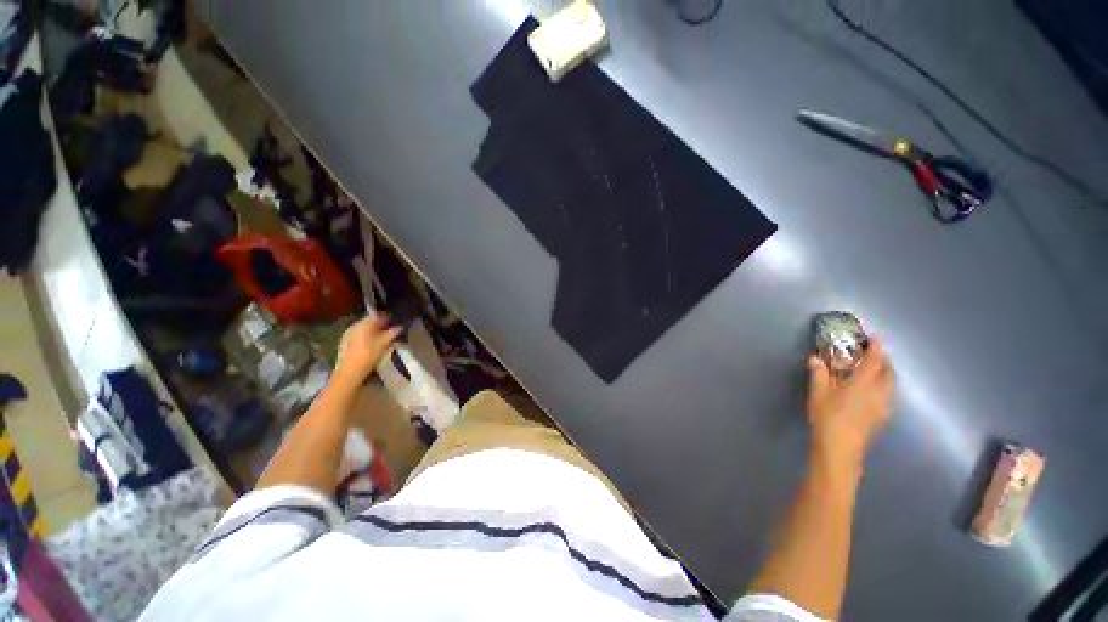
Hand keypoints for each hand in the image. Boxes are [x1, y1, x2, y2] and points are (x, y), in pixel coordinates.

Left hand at [335, 315, 402, 384]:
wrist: (350, 371)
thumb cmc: (368, 355)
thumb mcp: (384, 343)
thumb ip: (392, 333)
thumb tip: (400, 327)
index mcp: (363, 324)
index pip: (377, 315)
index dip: (387, 317)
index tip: (395, 320)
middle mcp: (354, 326)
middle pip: (369, 321)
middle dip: (380, 324)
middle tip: (390, 329)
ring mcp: (348, 334)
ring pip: (364, 328)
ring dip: (373, 330)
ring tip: (383, 336)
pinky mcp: (345, 342)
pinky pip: (359, 334)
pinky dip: (366, 336)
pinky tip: (372, 343)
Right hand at [806, 337, 893, 469]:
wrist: (840, 448)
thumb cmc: (828, 417)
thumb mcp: (818, 393)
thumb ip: (819, 374)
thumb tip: (816, 358)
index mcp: (863, 383)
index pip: (875, 361)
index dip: (876, 347)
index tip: (873, 338)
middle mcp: (879, 393)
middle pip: (889, 372)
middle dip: (883, 360)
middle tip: (871, 354)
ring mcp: (883, 406)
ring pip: (890, 385)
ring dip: (884, 374)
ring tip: (871, 371)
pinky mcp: (881, 417)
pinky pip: (887, 395)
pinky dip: (882, 387)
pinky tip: (869, 392)